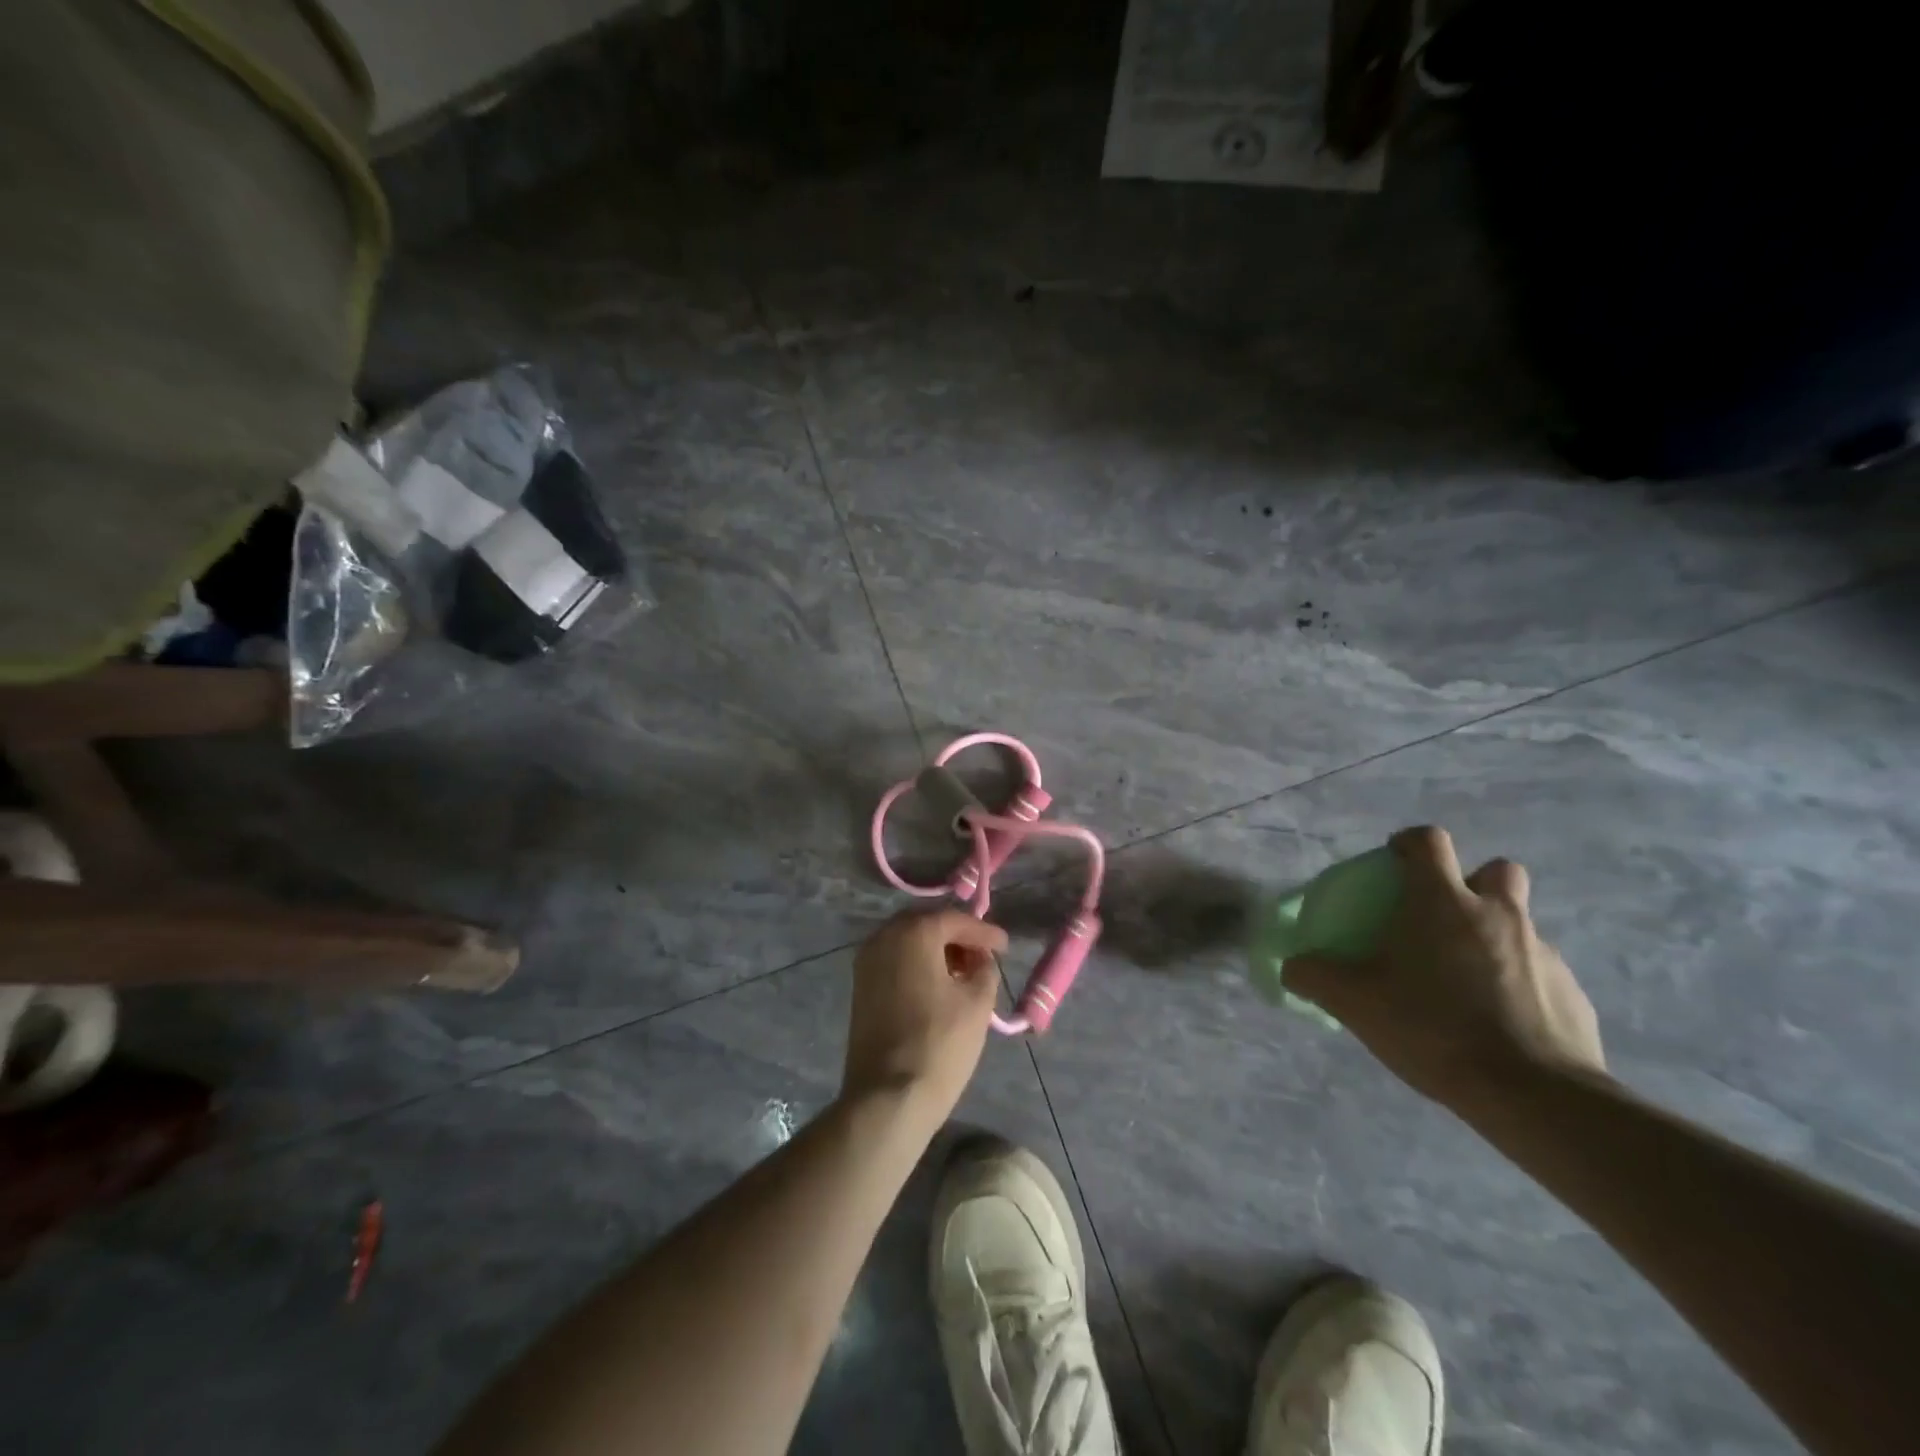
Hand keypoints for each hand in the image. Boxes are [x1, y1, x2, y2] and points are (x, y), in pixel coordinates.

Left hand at [843, 909, 1007, 1123]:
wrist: (887, 1097)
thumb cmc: (939, 1044)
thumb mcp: (977, 1003)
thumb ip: (984, 968)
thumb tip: (980, 959)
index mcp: (913, 932)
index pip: (955, 920)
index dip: (984, 932)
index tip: (1005, 946)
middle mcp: (884, 936)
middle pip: (928, 925)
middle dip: (957, 938)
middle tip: (983, 956)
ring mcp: (866, 961)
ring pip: (908, 943)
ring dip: (936, 951)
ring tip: (964, 974)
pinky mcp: (859, 986)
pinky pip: (894, 961)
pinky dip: (917, 965)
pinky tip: (938, 986)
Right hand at [1282, 826, 1604, 1109]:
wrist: (1532, 1095)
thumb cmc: (1432, 1027)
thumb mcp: (1354, 1002)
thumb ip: (1314, 976)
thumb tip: (1292, 967)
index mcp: (1443, 902)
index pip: (1430, 840)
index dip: (1410, 844)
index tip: (1394, 865)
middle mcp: (1498, 914)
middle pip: (1496, 870)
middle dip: (1473, 883)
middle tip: (1443, 918)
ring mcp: (1544, 953)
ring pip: (1520, 924)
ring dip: (1495, 937)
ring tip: (1466, 980)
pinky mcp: (1574, 994)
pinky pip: (1541, 973)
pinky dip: (1519, 984)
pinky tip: (1499, 1022)